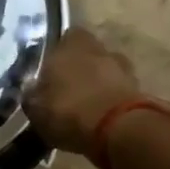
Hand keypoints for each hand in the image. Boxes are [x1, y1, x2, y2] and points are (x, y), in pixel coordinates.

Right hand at [24, 29, 142, 152]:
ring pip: (105, 70)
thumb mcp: (35, 108)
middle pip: (87, 52)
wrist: (118, 131)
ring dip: (96, 82)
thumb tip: (30, 88)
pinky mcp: (140, 91)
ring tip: (82, 102)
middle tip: (64, 85)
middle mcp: (98, 50)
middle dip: (78, 66)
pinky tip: (97, 115)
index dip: (57, 50)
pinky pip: (117, 90)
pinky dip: (109, 98)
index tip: (48, 66)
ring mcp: (123, 69)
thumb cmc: (68, 111)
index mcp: (70, 46)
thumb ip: (32, 94)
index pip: (64, 36)